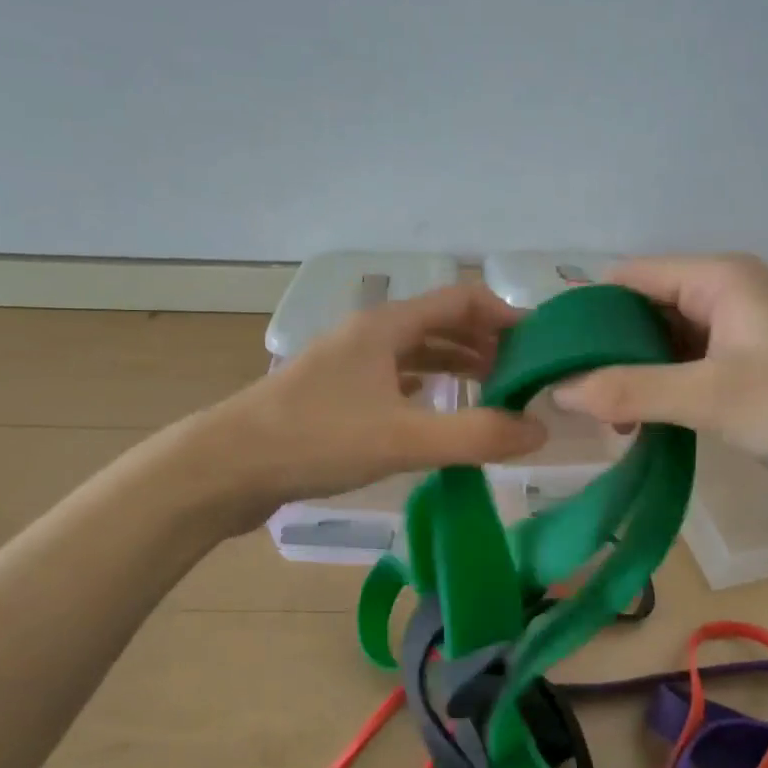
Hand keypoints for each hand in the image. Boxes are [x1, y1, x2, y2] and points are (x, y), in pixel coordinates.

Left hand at [198, 282, 547, 530]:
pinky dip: (425, 388)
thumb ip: (476, 435)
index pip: (460, 300)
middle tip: (524, 376)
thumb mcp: (404, 439)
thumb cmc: (316, 440)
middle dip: (485, 344)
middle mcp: (368, 336)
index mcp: (386, 327)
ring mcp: (348, 365)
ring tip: (493, 392)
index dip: (505, 315)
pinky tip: (436, 410)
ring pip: (416, 353)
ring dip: (456, 366)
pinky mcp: (334, 396)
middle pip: (440, 324)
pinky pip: (394, 380)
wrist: (226, 467)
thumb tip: (540, 430)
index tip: (540, 345)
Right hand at [551, 255, 767, 529]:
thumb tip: (558, 390)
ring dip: (623, 378)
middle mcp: (721, 301)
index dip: (586, 308)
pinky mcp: (736, 384)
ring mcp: (729, 345)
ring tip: (583, 415)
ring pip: (656, 350)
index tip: (544, 350)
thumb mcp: (713, 395)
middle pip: (640, 312)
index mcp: (719, 279)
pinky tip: (622, 427)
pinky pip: (676, 380)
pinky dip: (648, 398)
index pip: (630, 277)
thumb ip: (632, 390)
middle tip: (555, 389)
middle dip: (601, 348)